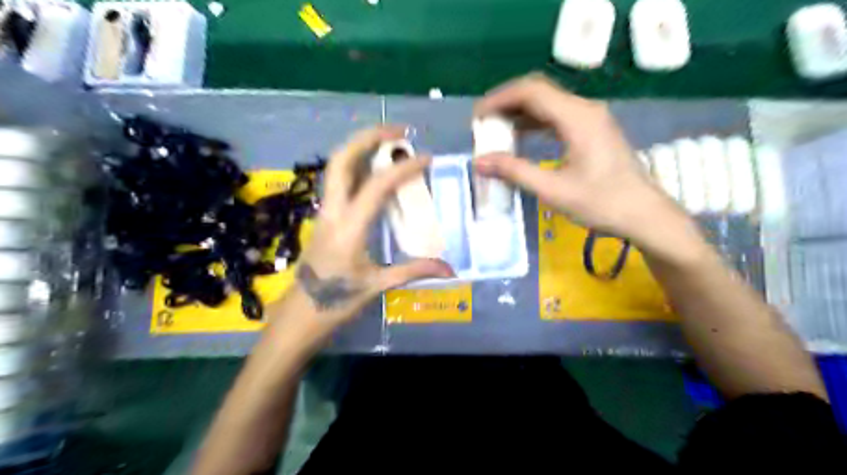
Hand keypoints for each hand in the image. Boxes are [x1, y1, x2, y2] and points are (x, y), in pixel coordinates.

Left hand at [294, 124, 452, 325]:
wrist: (298, 315)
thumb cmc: (335, 302)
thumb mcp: (377, 286)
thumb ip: (413, 272)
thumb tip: (449, 270)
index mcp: (348, 228)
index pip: (377, 186)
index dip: (403, 168)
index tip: (426, 158)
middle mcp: (332, 211)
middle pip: (342, 160)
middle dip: (368, 137)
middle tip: (399, 131)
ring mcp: (324, 212)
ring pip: (336, 167)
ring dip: (360, 147)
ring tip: (389, 142)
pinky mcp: (324, 217)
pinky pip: (339, 182)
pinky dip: (357, 166)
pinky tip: (376, 171)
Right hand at [475, 75, 697, 259]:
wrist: (643, 214)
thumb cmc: (601, 203)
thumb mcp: (553, 190)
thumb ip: (514, 172)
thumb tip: (479, 162)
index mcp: (577, 118)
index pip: (531, 92)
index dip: (499, 100)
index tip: (478, 118)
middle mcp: (584, 109)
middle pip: (538, 92)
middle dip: (507, 104)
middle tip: (484, 124)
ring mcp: (591, 118)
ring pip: (548, 103)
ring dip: (520, 113)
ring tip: (496, 132)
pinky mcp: (592, 130)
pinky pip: (557, 117)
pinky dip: (534, 123)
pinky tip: (521, 138)